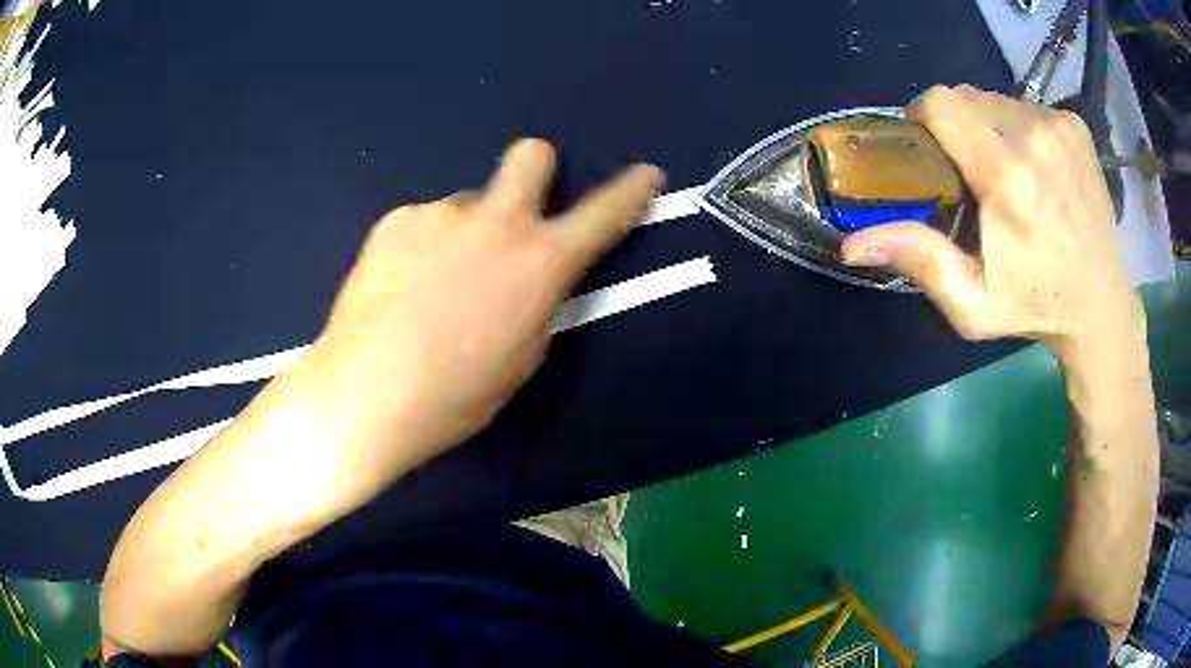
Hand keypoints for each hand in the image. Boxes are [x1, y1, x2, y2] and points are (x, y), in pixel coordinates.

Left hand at [308, 139, 663, 463]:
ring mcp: (441, 215)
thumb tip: (533, 275)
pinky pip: (423, 223)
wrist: (368, 393)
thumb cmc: (456, 394)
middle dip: (537, 169)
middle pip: (530, 156)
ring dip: (463, 233)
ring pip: (466, 206)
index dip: (631, 190)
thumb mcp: (522, 356)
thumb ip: (539, 301)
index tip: (646, 174)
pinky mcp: (396, 220)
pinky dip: (421, 247)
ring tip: (430, 287)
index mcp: (539, 262)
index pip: (603, 214)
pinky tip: (399, 287)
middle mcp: (496, 222)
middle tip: (515, 210)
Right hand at [841, 85, 1141, 356]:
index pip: (942, 104)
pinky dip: (1020, 128)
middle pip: (968, 97)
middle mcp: (1034, 137)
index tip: (928, 145)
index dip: (923, 117)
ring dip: (989, 125)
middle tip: (969, 170)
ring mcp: (1059, 127)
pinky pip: (1027, 107)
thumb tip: (852, 244)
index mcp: (1007, 177)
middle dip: (957, 125)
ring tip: (1006, 171)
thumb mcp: (974, 305)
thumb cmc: (1037, 308)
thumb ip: (921, 262)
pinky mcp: (1075, 126)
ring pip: (998, 99)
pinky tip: (1035, 167)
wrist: (1102, 305)